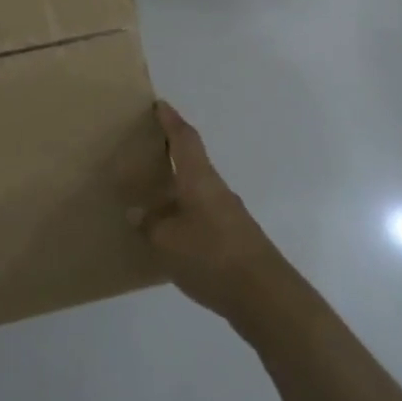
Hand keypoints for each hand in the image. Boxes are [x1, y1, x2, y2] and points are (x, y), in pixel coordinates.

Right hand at [143, 102, 291, 324]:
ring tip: (150, 195)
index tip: (159, 104)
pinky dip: (183, 213)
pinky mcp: (233, 238)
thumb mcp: (168, 240)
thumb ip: (150, 224)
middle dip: (170, 152)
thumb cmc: (212, 256)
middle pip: (192, 161)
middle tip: (144, 150)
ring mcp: (228, 215)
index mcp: (199, 180)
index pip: (184, 139)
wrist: (264, 296)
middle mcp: (216, 190)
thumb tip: (137, 212)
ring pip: (196, 190)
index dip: (171, 120)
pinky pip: (201, 214)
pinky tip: (170, 232)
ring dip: (176, 187)